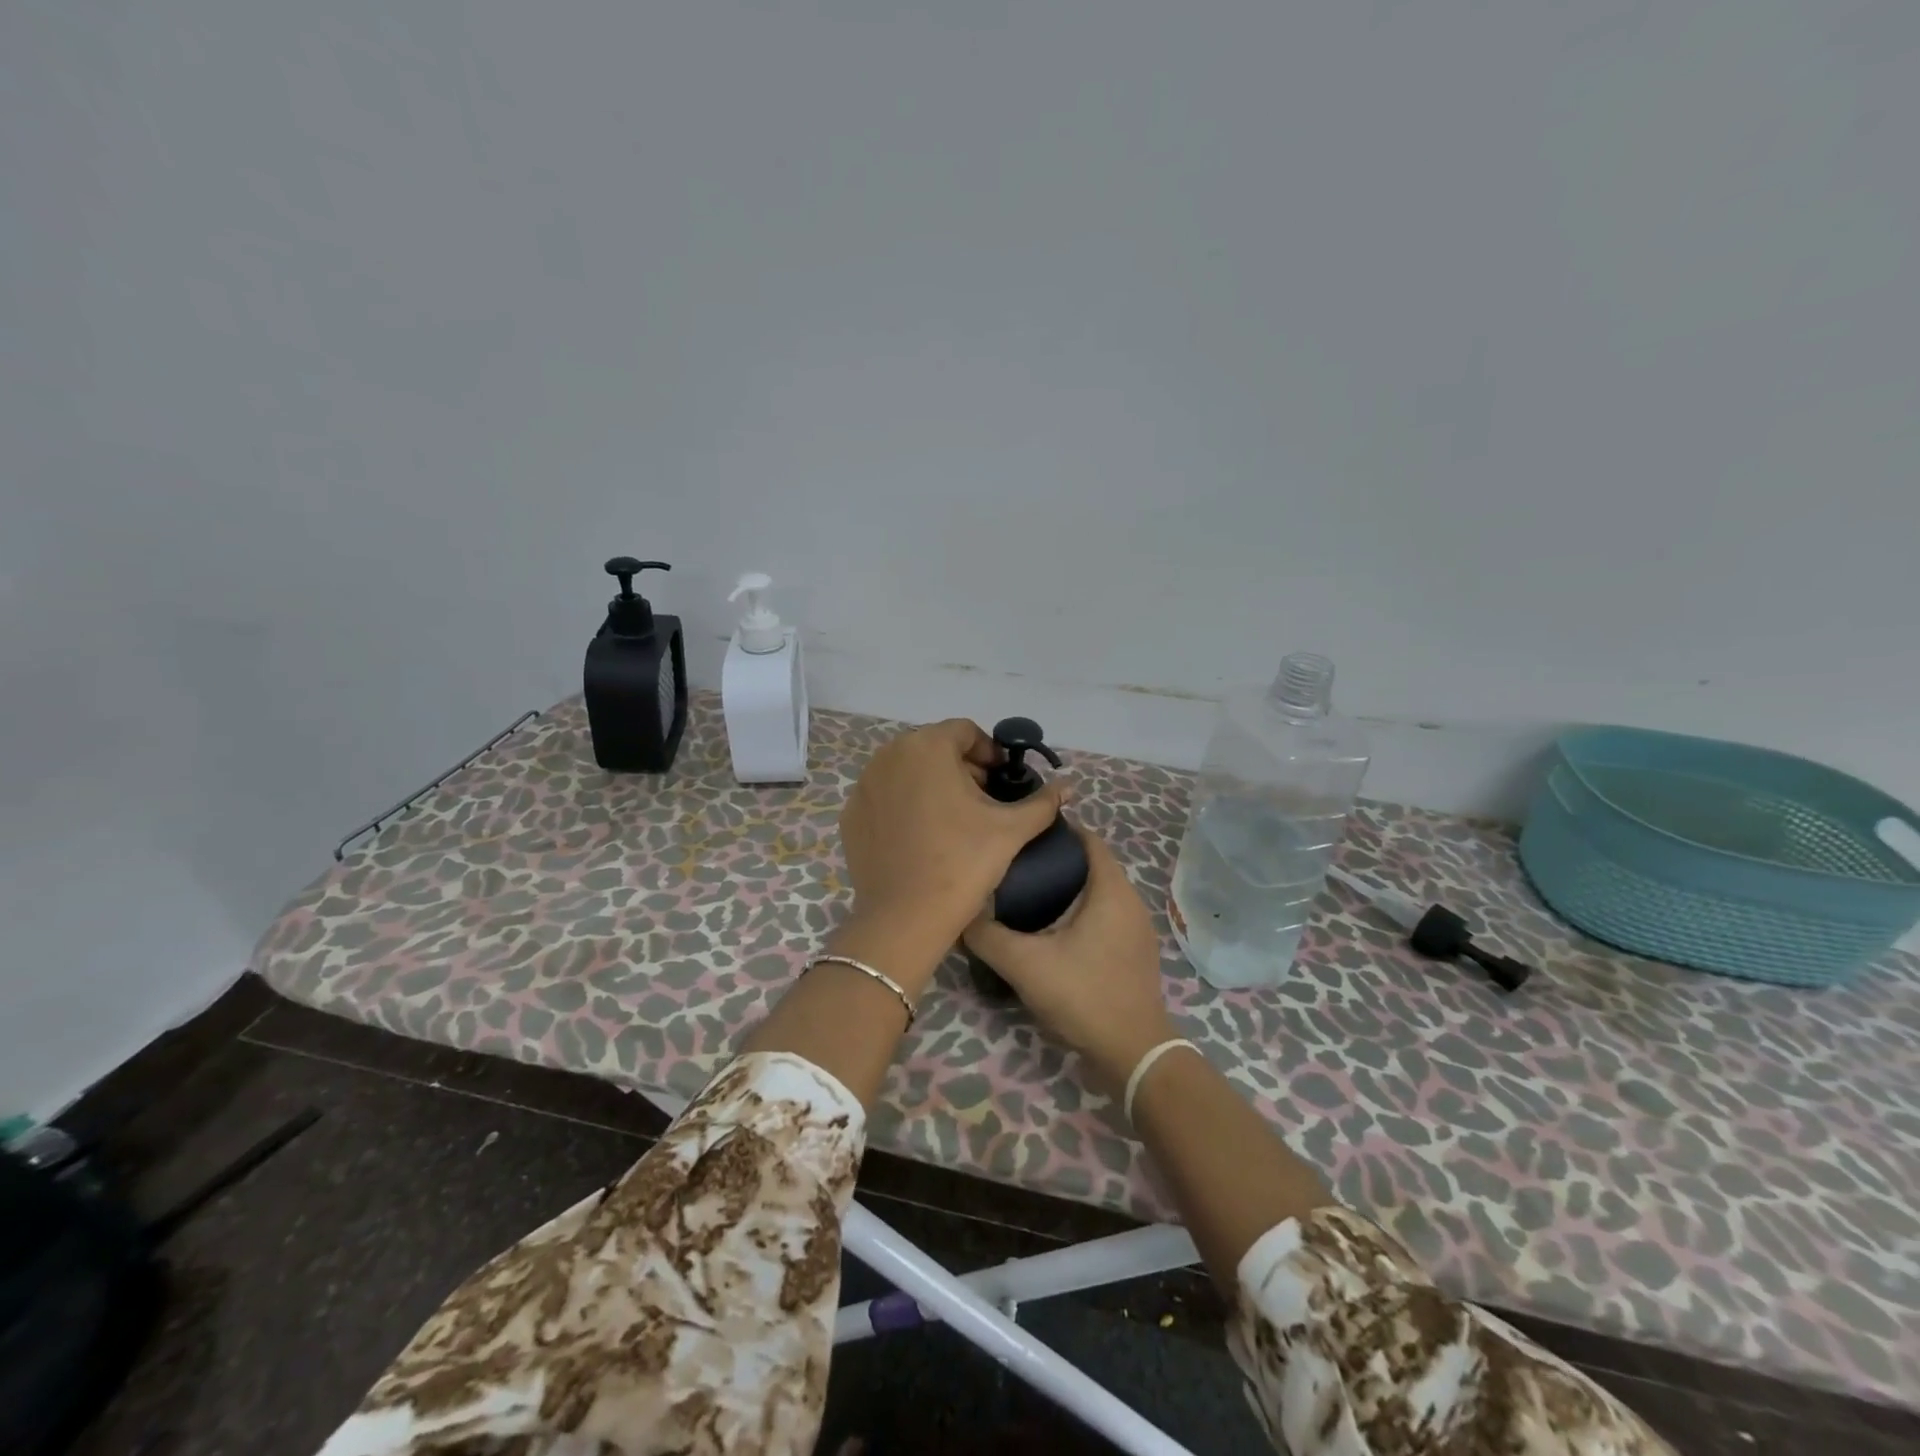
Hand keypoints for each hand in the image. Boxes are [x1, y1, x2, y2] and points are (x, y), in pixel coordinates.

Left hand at [837, 719, 1068, 982]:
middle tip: (982, 801)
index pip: (964, 731)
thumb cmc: (963, 863)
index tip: (1002, 780)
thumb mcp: (1012, 830)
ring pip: (907, 771)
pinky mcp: (851, 814)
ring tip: (953, 820)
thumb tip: (1069, 786)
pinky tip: (921, 837)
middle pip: (933, 748)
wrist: (905, 918)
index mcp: (928, 746)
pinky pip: (885, 796)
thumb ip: (1043, 802)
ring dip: (932, 784)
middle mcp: (889, 755)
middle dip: (961, 767)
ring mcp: (865, 785)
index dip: (989, 752)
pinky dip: (905, 805)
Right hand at [963, 831, 1174, 1089]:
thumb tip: (961, 913)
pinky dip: (1082, 912)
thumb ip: (987, 936)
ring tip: (1029, 896)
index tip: (1023, 836)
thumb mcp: (1025, 964)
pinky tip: (1055, 931)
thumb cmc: (1084, 994)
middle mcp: (1130, 900)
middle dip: (1057, 861)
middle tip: (1017, 867)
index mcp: (1111, 889)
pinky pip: (1107, 915)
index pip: (1088, 839)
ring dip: (1069, 889)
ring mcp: (1137, 928)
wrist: (1134, 1052)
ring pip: (1099, 892)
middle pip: (1092, 864)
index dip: (1057, 831)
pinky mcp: (1136, 952)